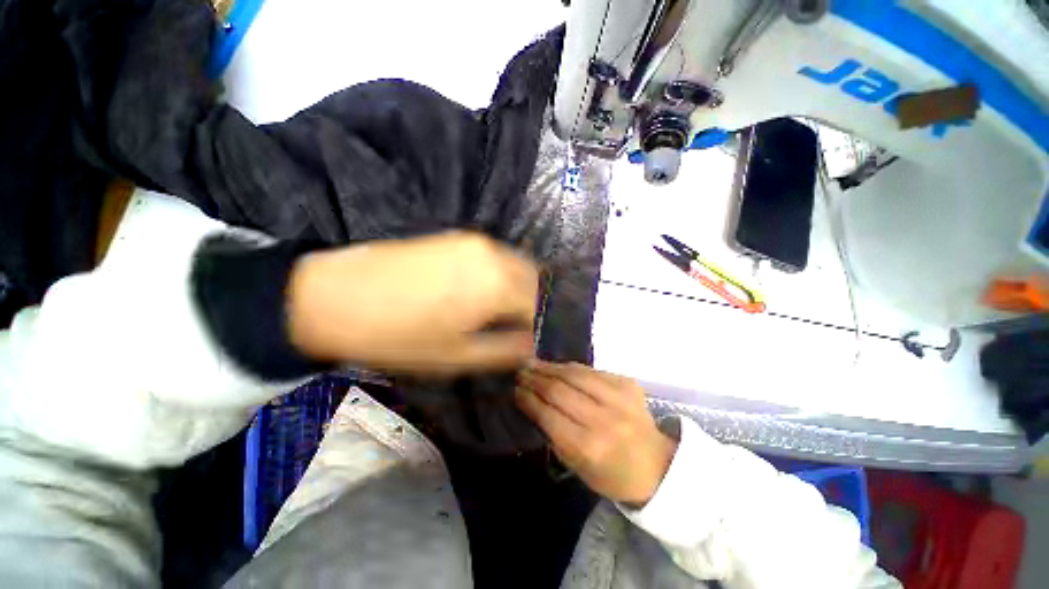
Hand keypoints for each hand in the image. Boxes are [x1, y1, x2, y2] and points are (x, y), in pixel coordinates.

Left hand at [287, 231, 538, 375]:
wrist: (334, 296)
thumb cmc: (399, 336)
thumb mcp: (458, 356)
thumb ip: (506, 350)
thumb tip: (534, 345)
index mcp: (497, 284)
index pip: (541, 303)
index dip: (543, 325)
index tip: (537, 341)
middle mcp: (494, 254)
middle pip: (535, 278)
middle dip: (536, 303)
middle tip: (524, 327)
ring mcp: (476, 241)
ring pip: (517, 264)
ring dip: (521, 288)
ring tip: (507, 312)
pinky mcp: (458, 236)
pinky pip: (497, 256)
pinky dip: (504, 274)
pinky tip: (487, 291)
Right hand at [516, 361, 676, 504]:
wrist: (656, 465)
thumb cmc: (612, 474)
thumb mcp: (577, 466)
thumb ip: (554, 434)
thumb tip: (532, 402)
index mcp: (589, 448)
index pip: (549, 415)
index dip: (529, 399)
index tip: (515, 389)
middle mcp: (604, 420)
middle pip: (560, 390)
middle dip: (535, 379)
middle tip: (521, 371)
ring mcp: (619, 398)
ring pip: (575, 374)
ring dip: (550, 367)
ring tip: (534, 363)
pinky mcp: (628, 384)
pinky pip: (592, 370)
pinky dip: (571, 367)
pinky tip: (558, 366)